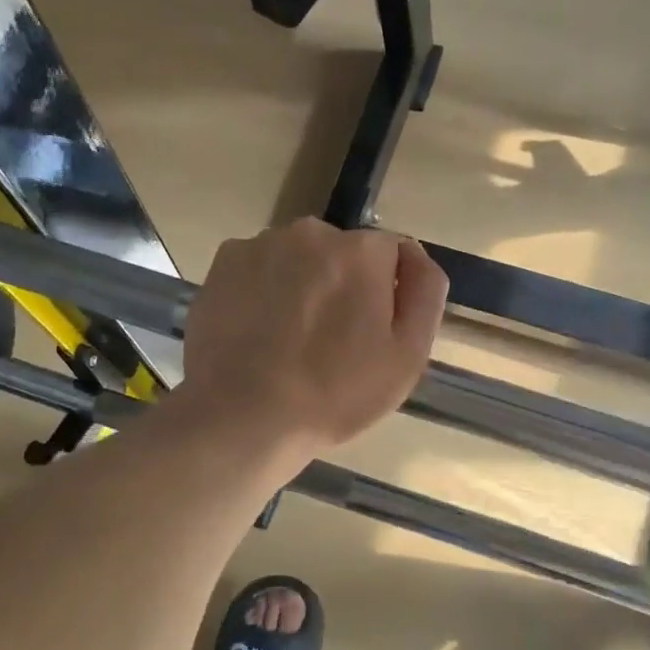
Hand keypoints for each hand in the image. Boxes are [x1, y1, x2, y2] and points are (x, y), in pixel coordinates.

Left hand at [178, 218, 447, 470]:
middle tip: (330, 343)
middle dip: (342, 285)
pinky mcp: (223, 264)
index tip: (371, 334)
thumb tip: (415, 256)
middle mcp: (311, 232)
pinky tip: (257, 333)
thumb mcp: (408, 356)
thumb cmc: (336, 394)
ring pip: (297, 259)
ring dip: (301, 286)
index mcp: (362, 251)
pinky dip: (262, 291)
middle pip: (341, 253)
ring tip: (288, 341)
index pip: (391, 255)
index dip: (386, 295)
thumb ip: (425, 293)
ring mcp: (260, 244)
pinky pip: (258, 269)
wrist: (244, 417)